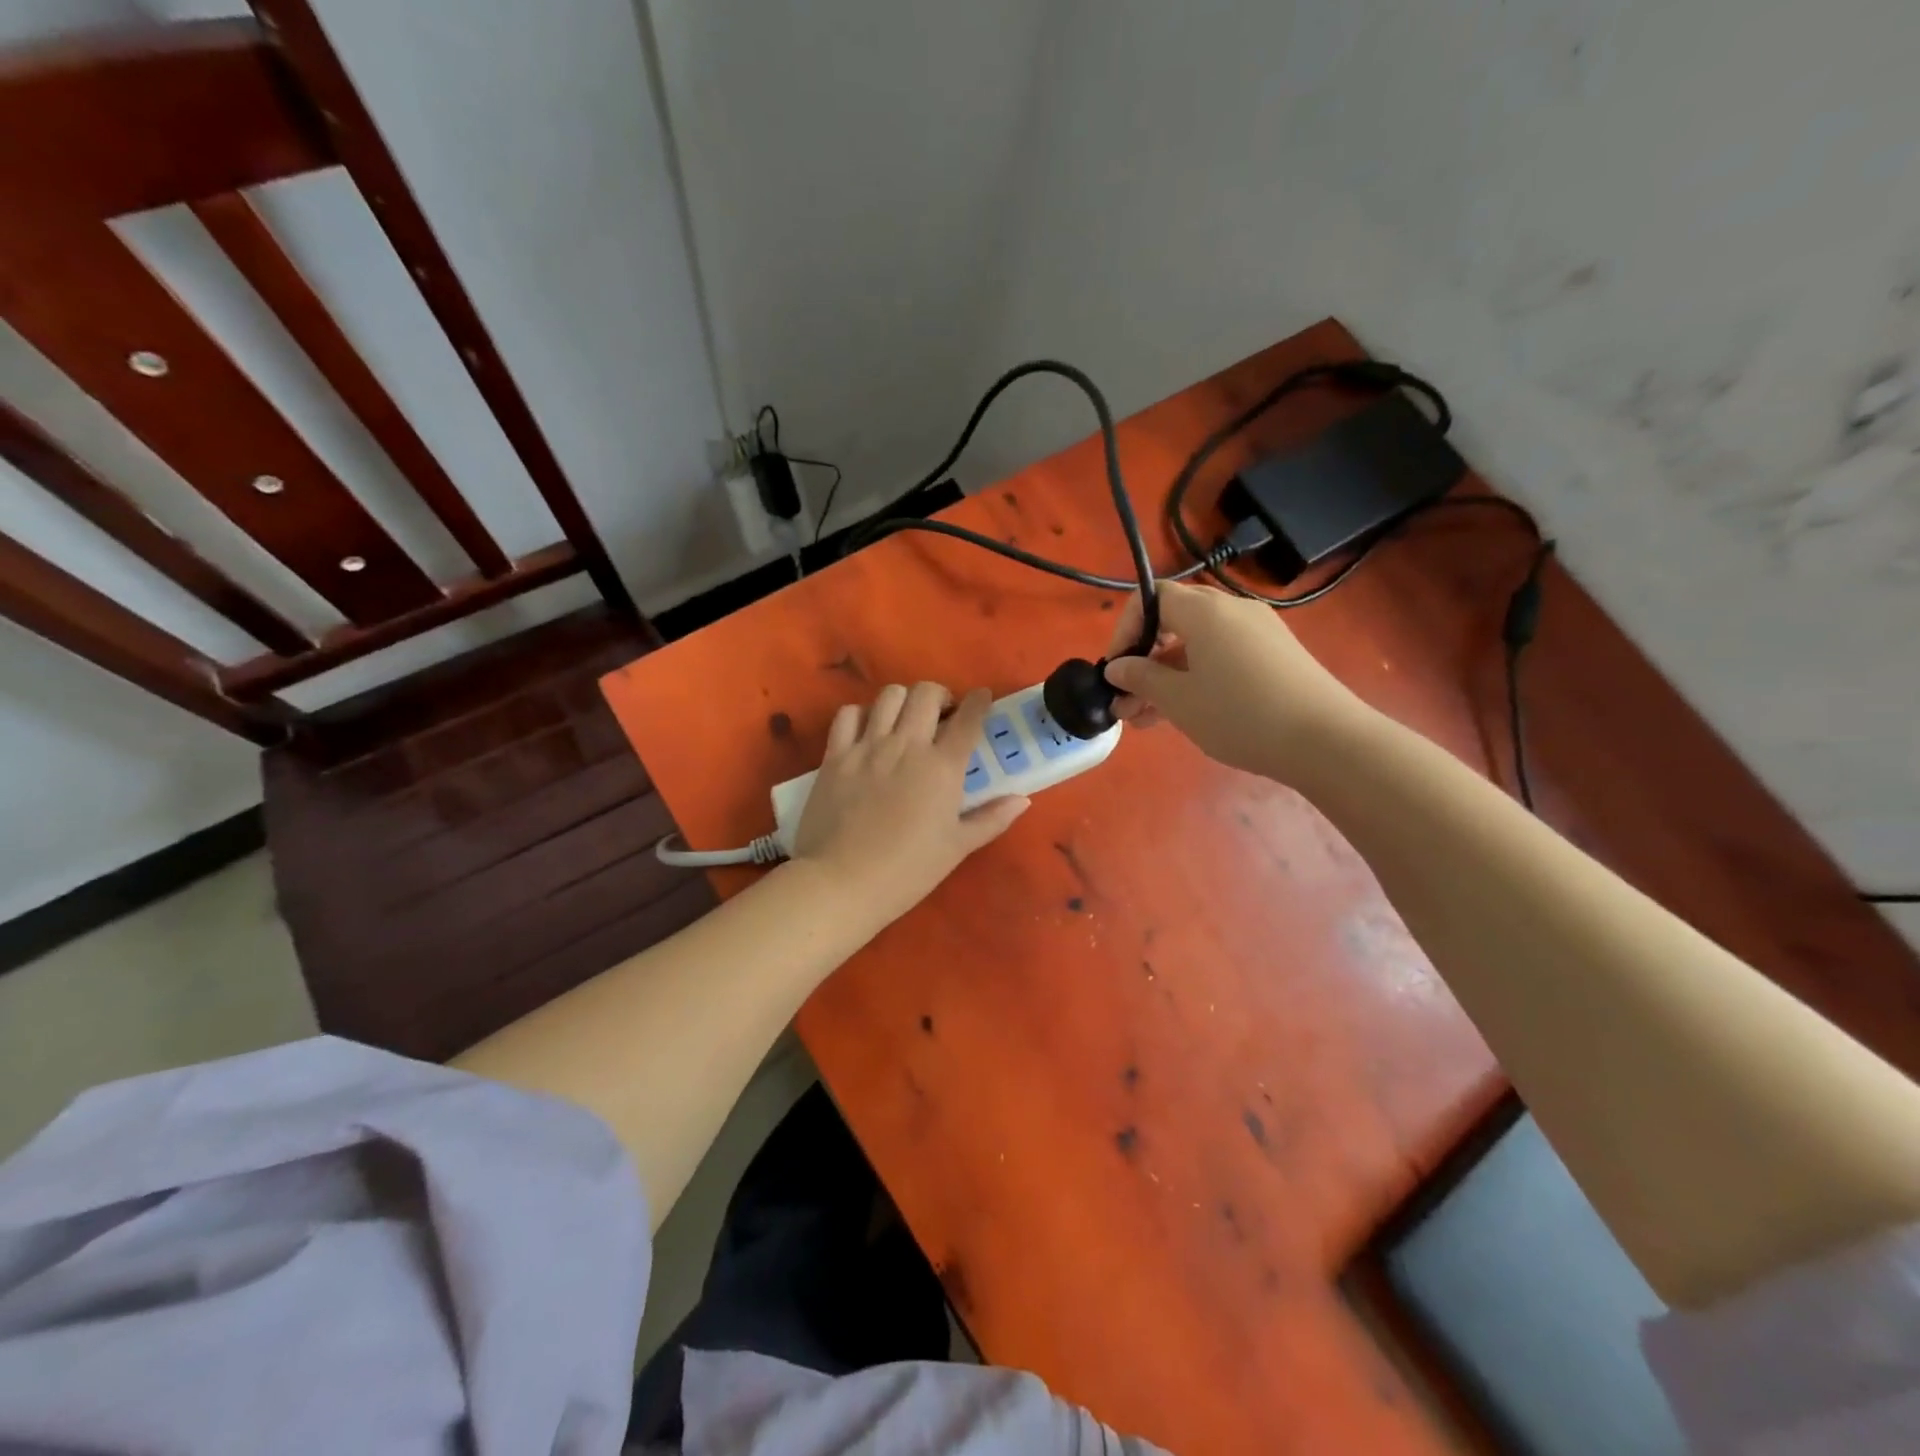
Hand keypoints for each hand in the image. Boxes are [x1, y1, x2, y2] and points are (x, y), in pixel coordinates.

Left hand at [791, 683, 1028, 926]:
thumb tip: (1022, 799)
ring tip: (905, 720)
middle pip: (927, 693)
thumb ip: (992, 819)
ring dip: (904, 700)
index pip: (968, 718)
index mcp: (942, 767)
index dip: (979, 701)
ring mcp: (867, 747)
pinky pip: (848, 715)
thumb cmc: (908, 871)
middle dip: (941, 695)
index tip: (982, 698)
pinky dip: (861, 714)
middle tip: (942, 716)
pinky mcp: (835, 755)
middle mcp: (907, 746)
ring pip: (889, 695)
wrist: (842, 882)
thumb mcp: (957, 848)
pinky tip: (867, 731)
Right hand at [1102, 581, 1364, 778]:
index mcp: (1205, 611)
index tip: (1115, 670)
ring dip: (1167, 676)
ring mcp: (1259, 632)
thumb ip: (1141, 678)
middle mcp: (1232, 611)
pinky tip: (1187, 713)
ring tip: (1147, 719)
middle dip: (1144, 660)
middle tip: (1126, 702)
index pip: (1151, 598)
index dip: (1125, 630)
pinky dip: (1197, 678)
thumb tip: (1117, 667)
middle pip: (1174, 622)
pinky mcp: (1275, 655)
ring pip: (1197, 645)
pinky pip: (1223, 656)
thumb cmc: (1240, 715)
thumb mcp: (1179, 700)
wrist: (1326, 741)